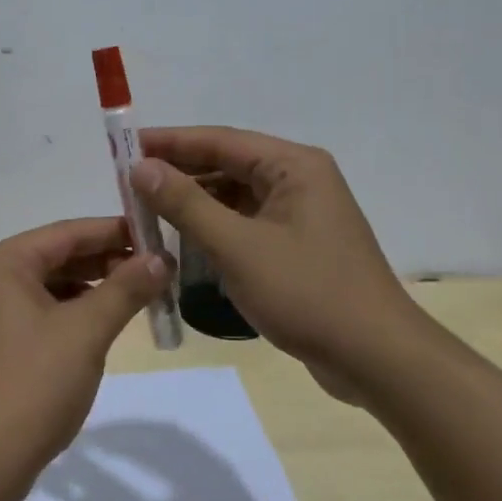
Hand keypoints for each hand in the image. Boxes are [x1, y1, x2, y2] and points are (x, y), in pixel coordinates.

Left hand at [0, 217, 167, 500]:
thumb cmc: (31, 387)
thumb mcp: (85, 333)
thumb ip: (124, 289)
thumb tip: (160, 259)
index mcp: (1, 263)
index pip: (67, 232)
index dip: (115, 231)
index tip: (157, 235)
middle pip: (56, 257)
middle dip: (105, 262)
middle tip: (155, 269)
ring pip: (47, 287)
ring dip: (90, 289)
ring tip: (136, 295)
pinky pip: (35, 313)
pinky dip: (69, 313)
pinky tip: (99, 325)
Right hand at [132, 127, 420, 402]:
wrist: (377, 359)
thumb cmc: (307, 293)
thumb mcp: (237, 246)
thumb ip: (186, 204)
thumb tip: (141, 167)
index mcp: (293, 166)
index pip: (220, 141)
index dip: (170, 143)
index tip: (124, 149)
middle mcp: (299, 180)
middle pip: (227, 165)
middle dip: (178, 174)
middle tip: (129, 185)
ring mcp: (301, 214)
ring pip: (234, 197)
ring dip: (194, 204)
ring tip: (148, 212)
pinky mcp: (298, 245)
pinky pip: (246, 223)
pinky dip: (214, 229)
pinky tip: (184, 241)